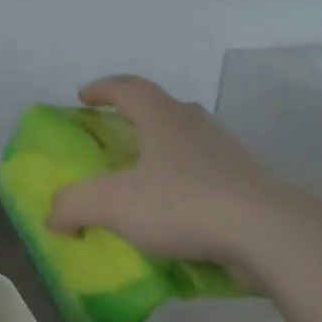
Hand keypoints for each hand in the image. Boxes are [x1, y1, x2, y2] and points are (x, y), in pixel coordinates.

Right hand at [46, 75, 287, 266]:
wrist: (267, 233)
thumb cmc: (182, 203)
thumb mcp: (111, 204)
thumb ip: (72, 205)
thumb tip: (54, 217)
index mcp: (162, 117)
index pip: (128, 88)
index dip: (102, 88)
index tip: (82, 96)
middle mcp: (196, 126)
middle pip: (162, 108)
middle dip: (135, 116)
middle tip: (115, 133)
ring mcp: (226, 154)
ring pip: (186, 141)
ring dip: (161, 151)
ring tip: (143, 176)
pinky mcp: (245, 184)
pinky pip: (204, 174)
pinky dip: (183, 183)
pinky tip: (173, 210)